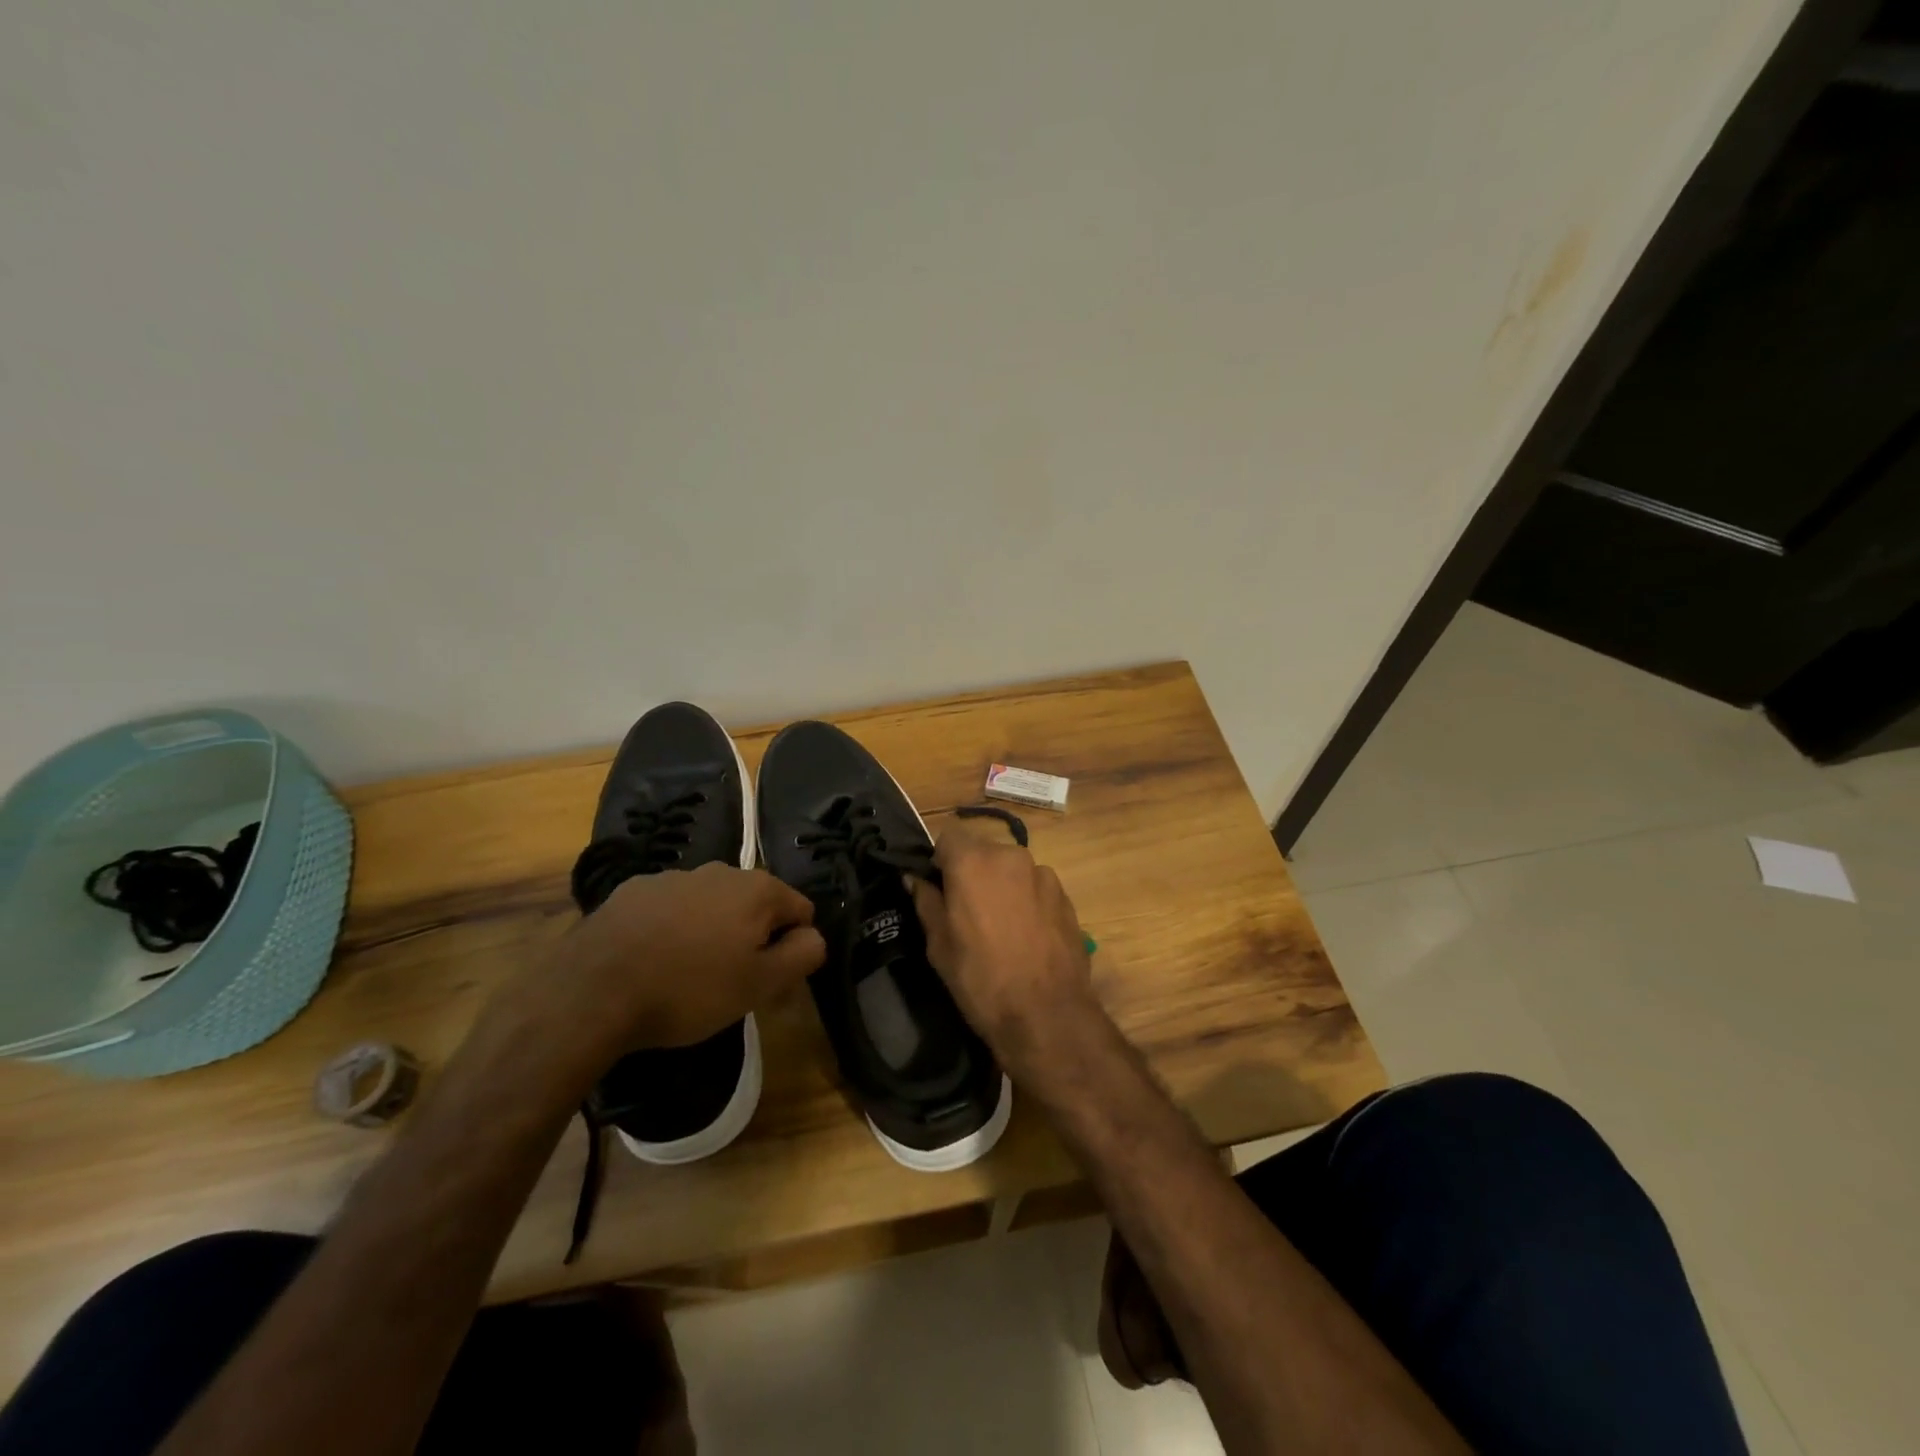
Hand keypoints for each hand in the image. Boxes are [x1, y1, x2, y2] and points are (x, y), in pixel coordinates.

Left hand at [529, 864, 824, 1058]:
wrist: (591, 992)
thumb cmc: (688, 989)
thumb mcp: (760, 984)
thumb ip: (803, 955)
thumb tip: (814, 936)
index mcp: (757, 889)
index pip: (801, 911)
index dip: (792, 948)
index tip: (769, 981)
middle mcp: (720, 870)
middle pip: (755, 905)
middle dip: (752, 938)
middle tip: (731, 983)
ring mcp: (673, 876)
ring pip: (712, 905)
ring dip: (712, 932)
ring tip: (687, 975)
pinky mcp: (632, 890)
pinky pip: (671, 909)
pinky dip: (672, 929)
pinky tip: (652, 961)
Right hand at [909, 827, 1099, 1076]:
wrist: (1047, 1014)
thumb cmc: (981, 979)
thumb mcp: (939, 945)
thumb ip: (926, 901)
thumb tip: (914, 877)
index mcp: (973, 861)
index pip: (948, 836)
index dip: (939, 859)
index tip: (938, 888)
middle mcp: (1010, 856)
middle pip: (982, 851)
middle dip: (972, 872)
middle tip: (966, 911)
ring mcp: (1043, 874)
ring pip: (1011, 869)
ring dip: (1001, 886)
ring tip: (1000, 927)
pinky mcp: (1065, 896)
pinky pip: (1035, 887)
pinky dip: (1026, 900)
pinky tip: (1026, 936)